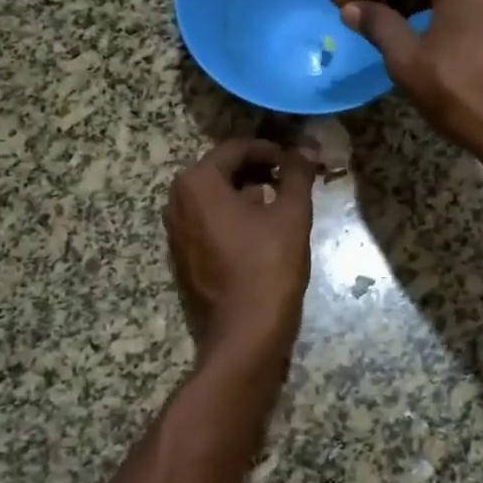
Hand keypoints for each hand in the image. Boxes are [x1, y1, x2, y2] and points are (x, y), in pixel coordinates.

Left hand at [165, 140, 315, 358]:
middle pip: (221, 171)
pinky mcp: (182, 256)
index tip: (296, 161)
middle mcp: (176, 201)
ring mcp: (175, 231)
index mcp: (197, 183)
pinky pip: (208, 223)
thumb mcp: (291, 215)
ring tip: (280, 204)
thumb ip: (298, 175)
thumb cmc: (269, 267)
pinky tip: (260, 233)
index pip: (236, 150)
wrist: (245, 334)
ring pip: (214, 198)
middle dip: (257, 171)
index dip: (270, 150)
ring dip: (245, 194)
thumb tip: (306, 148)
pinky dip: (232, 218)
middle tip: (290, 180)